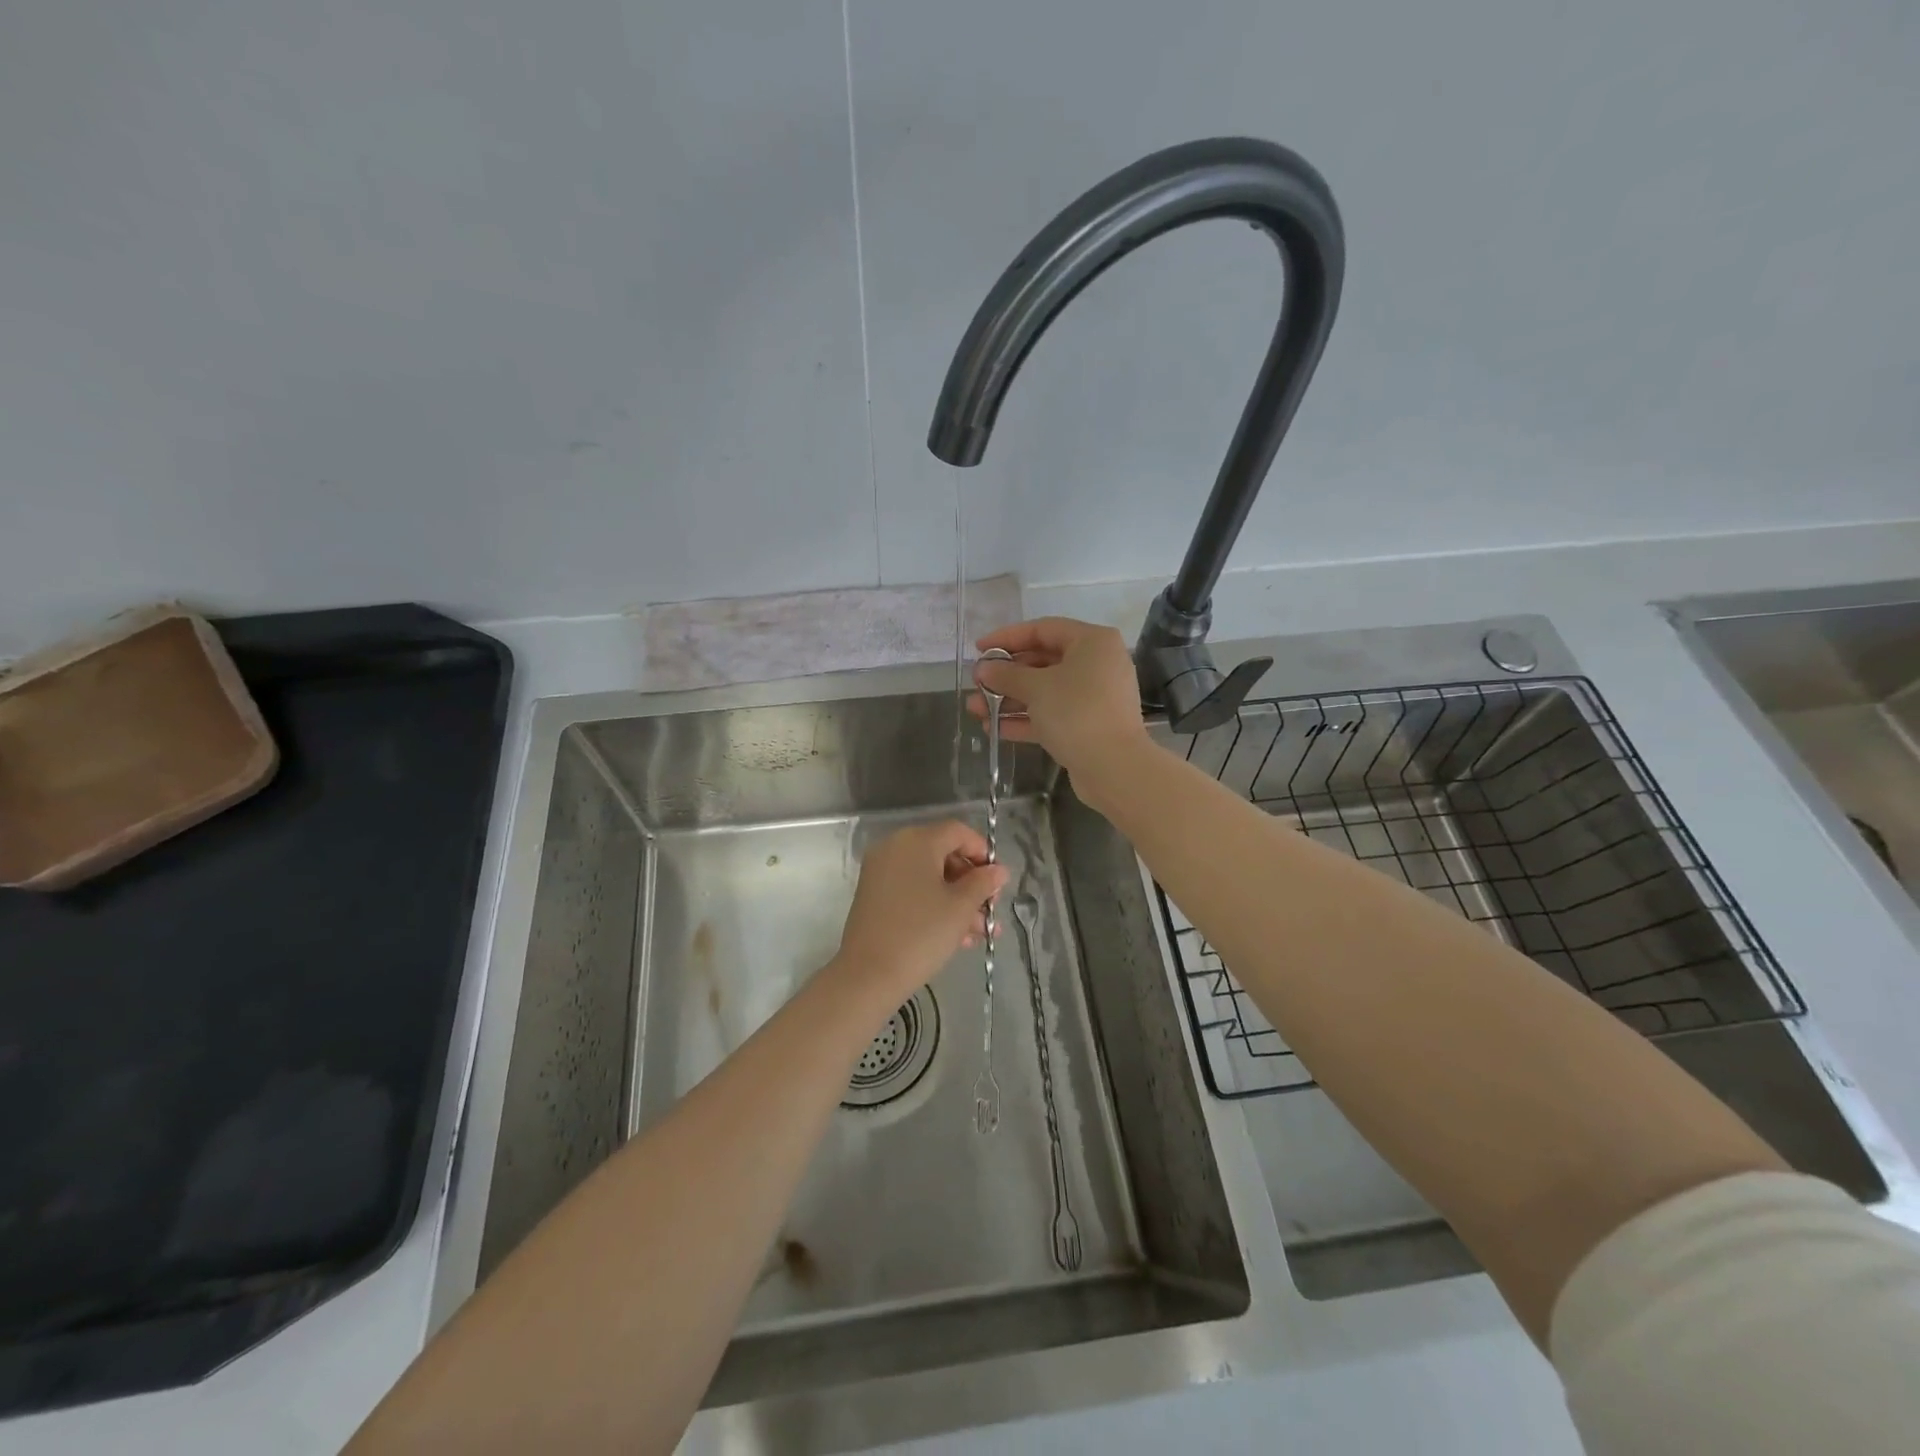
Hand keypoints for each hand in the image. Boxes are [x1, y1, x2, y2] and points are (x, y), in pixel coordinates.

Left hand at [831, 821, 1007, 1006]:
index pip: (958, 832)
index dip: (982, 852)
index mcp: (917, 841)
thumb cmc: (921, 934)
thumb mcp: (960, 908)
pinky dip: (934, 906)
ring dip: (957, 900)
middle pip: (943, 854)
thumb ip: (983, 883)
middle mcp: (895, 847)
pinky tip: (956, 937)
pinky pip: (911, 890)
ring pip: (929, 877)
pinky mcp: (874, 895)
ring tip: (979, 933)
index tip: (997, 881)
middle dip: (971, 883)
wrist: (868, 975)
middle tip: (990, 910)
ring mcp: (880, 871)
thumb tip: (998, 870)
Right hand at [970, 618, 1149, 789]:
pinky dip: (1026, 719)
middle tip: (976, 684)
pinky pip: (1052, 714)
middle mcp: (1097, 664)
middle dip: (1006, 675)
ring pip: (1045, 691)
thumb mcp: (1036, 688)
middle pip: (1043, 661)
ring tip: (975, 710)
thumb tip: (983, 669)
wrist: (1114, 768)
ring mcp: (1094, 697)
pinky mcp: (1088, 726)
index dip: (1007, 637)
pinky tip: (994, 728)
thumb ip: (1006, 675)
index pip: (1043, 629)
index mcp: (1092, 642)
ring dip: (1010, 699)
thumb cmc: (1076, 712)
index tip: (979, 649)